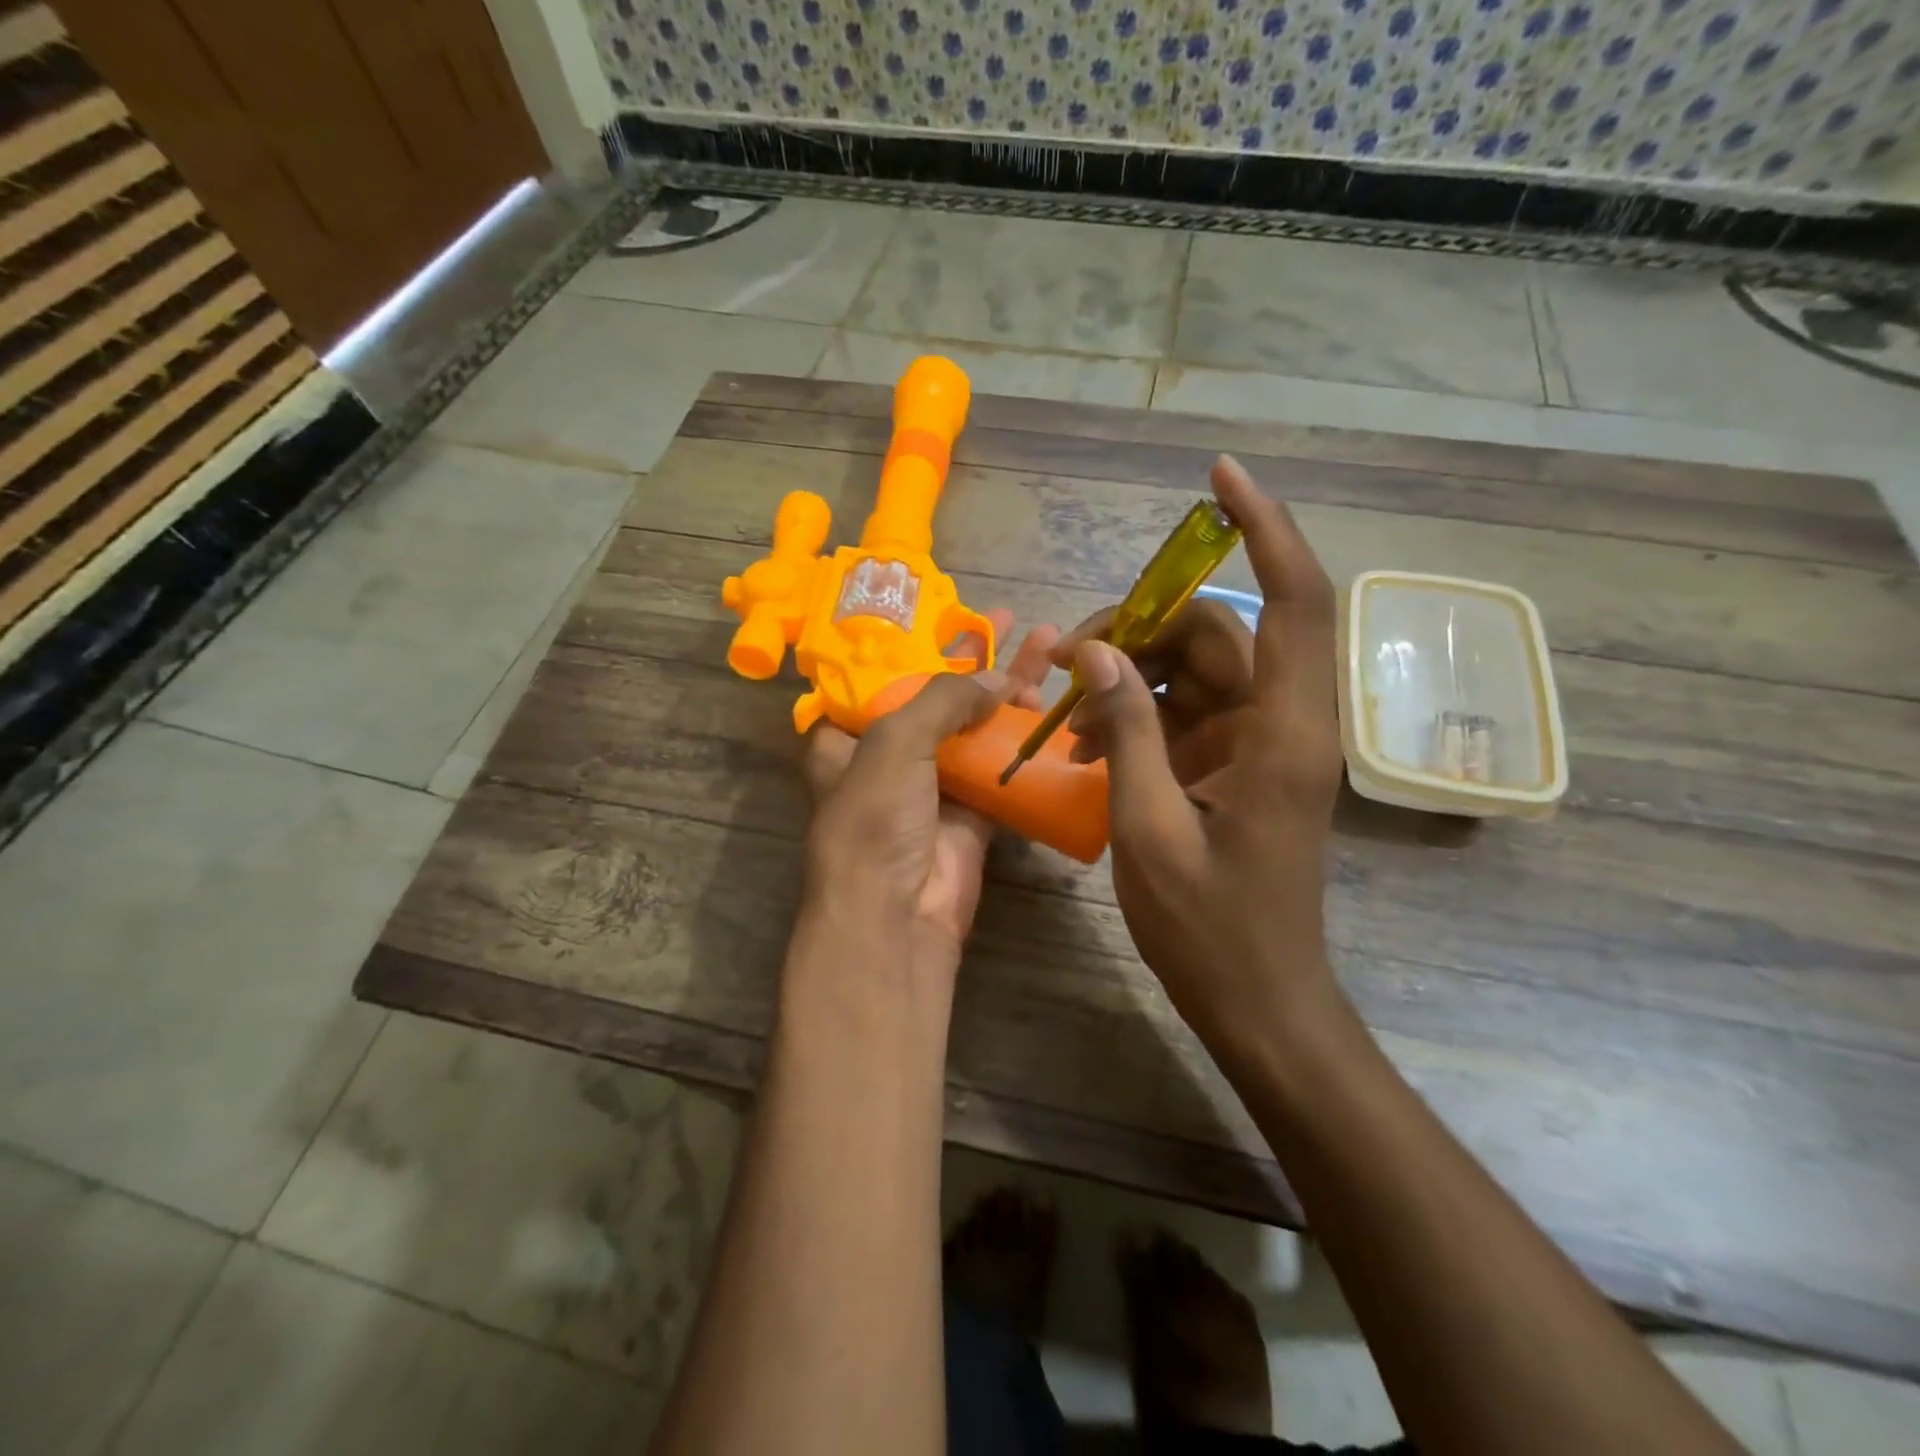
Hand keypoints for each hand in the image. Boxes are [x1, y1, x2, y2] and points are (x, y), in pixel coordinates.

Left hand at [801, 610, 1057, 974]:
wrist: (898, 915)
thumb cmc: (875, 820)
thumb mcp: (894, 742)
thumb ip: (942, 699)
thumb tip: (995, 679)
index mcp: (847, 737)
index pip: (879, 677)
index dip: (913, 643)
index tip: (950, 613)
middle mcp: (888, 756)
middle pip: (936, 697)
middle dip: (973, 659)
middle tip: (1011, 621)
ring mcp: (933, 784)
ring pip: (974, 727)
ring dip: (1008, 691)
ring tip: (1050, 648)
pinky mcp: (972, 812)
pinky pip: (1001, 766)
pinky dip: (1024, 739)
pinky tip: (1052, 704)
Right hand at [1056, 456, 1345, 1064]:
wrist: (1258, 1002)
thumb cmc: (1210, 928)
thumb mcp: (1149, 827)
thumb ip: (1127, 730)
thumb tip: (1096, 651)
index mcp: (1283, 733)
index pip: (1293, 601)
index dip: (1265, 528)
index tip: (1220, 477)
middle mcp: (1281, 723)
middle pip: (1215, 633)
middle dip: (1140, 629)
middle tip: (1066, 660)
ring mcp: (1258, 744)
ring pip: (1194, 670)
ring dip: (1129, 677)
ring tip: (1068, 717)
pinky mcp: (1236, 766)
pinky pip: (1183, 712)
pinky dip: (1136, 716)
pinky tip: (1088, 748)